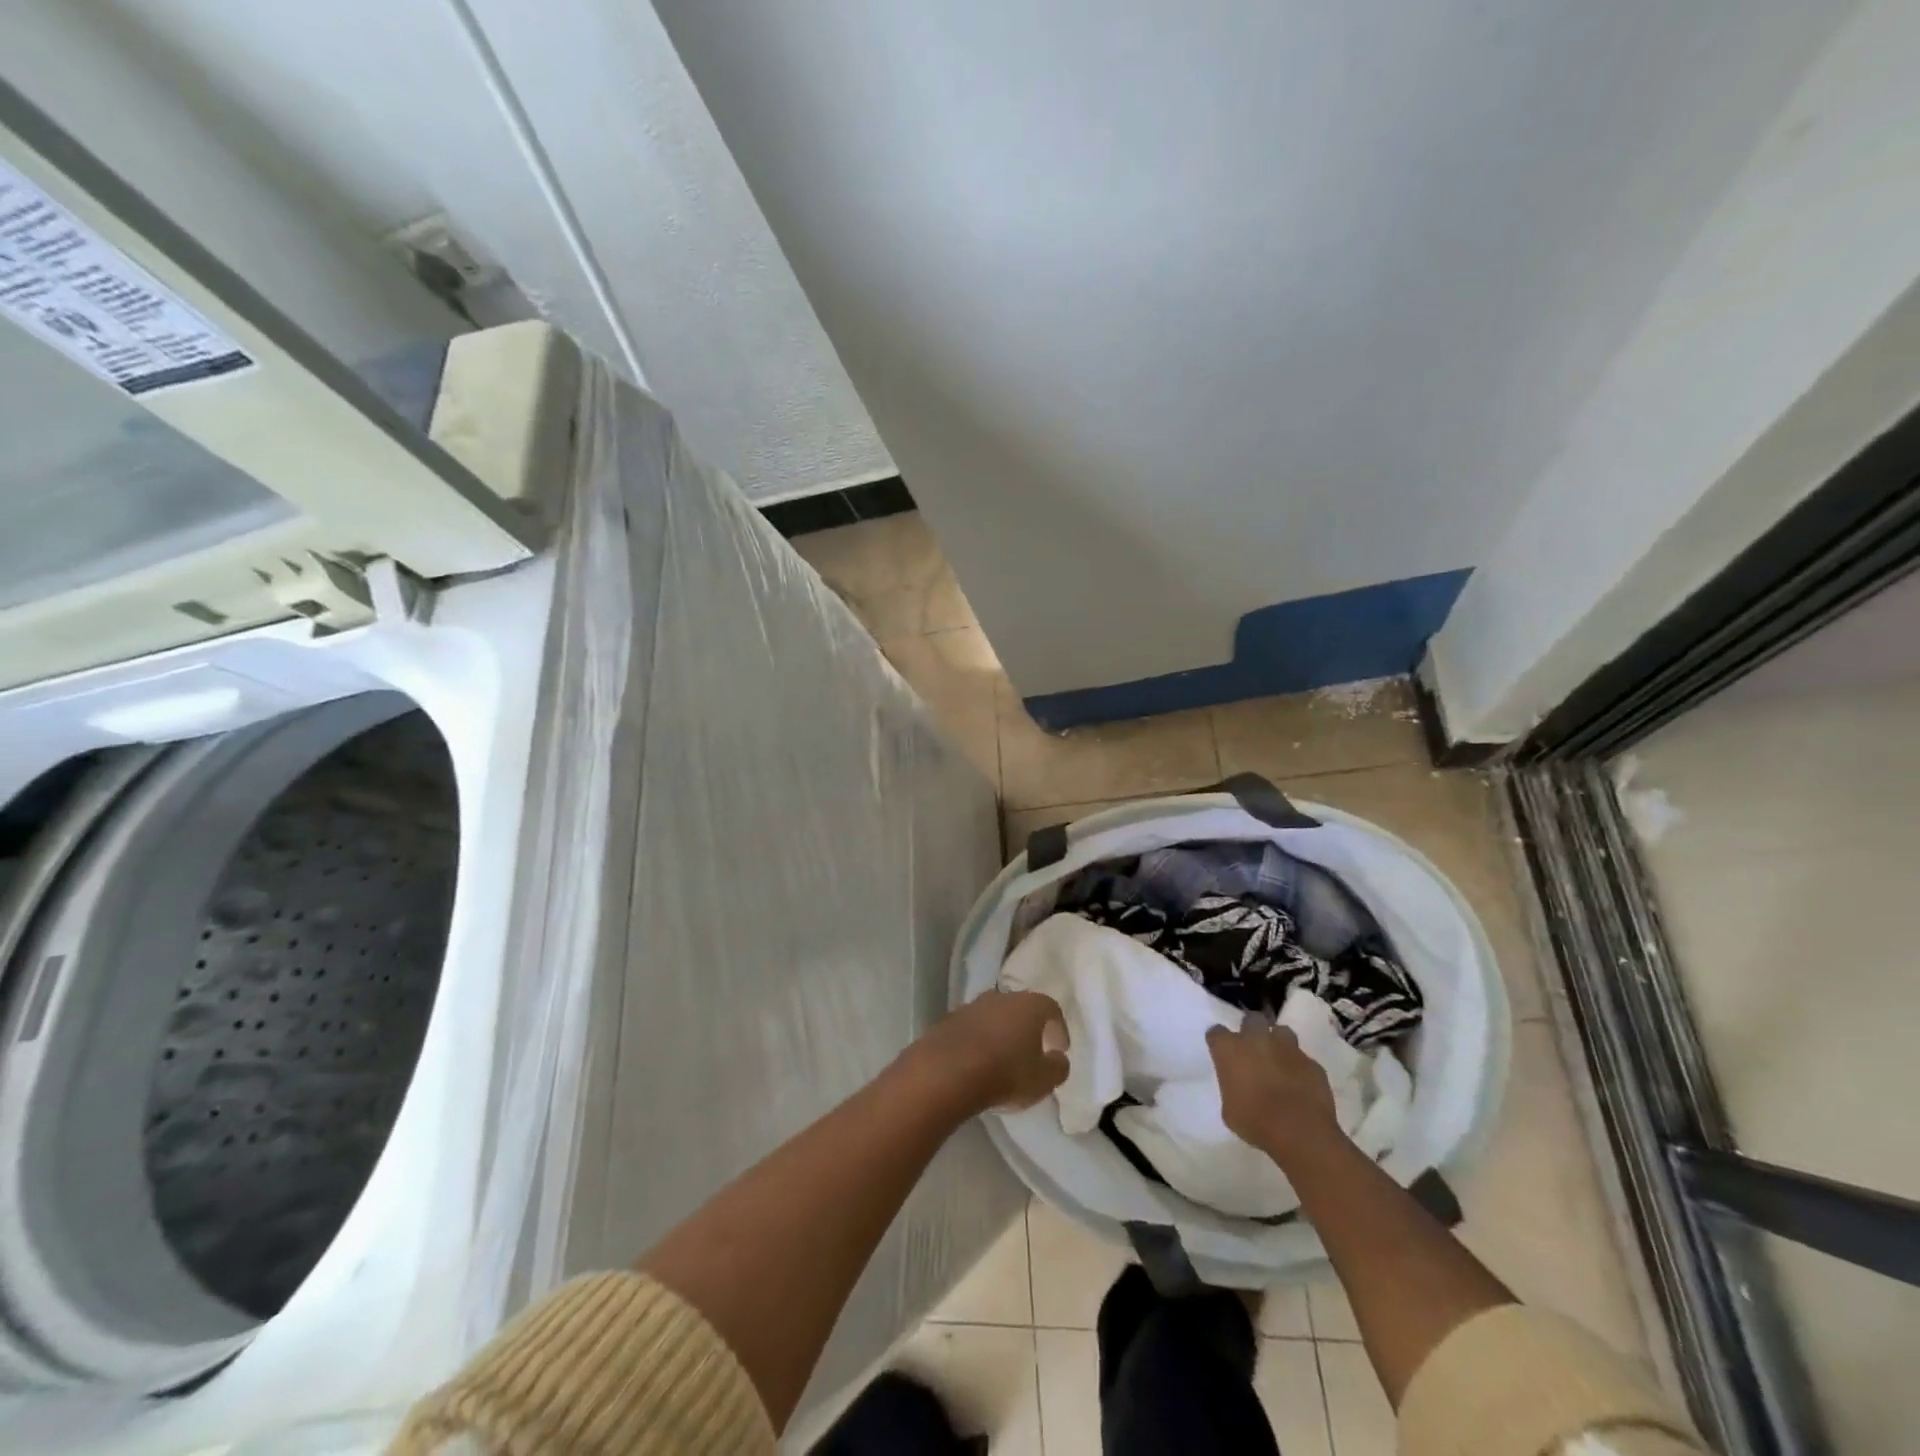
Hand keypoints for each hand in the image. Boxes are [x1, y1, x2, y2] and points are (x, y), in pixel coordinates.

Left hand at [913, 990, 1069, 1112]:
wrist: (946, 1072)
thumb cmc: (1005, 1073)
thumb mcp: (1044, 1080)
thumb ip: (1058, 1067)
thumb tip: (1058, 1058)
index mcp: (1029, 1005)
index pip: (1051, 1008)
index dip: (1058, 1028)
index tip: (1059, 1049)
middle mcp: (1000, 997)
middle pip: (1020, 1008)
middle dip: (1027, 1028)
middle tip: (1032, 1051)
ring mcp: (971, 1006)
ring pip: (993, 1016)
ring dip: (1000, 1033)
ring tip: (1002, 1059)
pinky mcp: (947, 1020)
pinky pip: (971, 1029)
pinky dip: (977, 1041)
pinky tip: (977, 1062)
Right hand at [1206, 1020, 1340, 1159]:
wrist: (1300, 1131)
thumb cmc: (1255, 1122)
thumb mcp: (1230, 1110)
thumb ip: (1232, 1088)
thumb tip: (1239, 1087)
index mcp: (1230, 1049)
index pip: (1216, 1033)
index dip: (1219, 1042)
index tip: (1222, 1053)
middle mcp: (1257, 1039)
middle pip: (1252, 1020)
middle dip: (1251, 1030)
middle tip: (1253, 1049)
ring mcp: (1288, 1048)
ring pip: (1281, 1032)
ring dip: (1278, 1042)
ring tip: (1279, 1060)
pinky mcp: (1312, 1063)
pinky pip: (1303, 1059)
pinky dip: (1299, 1067)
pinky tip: (1300, 1083)